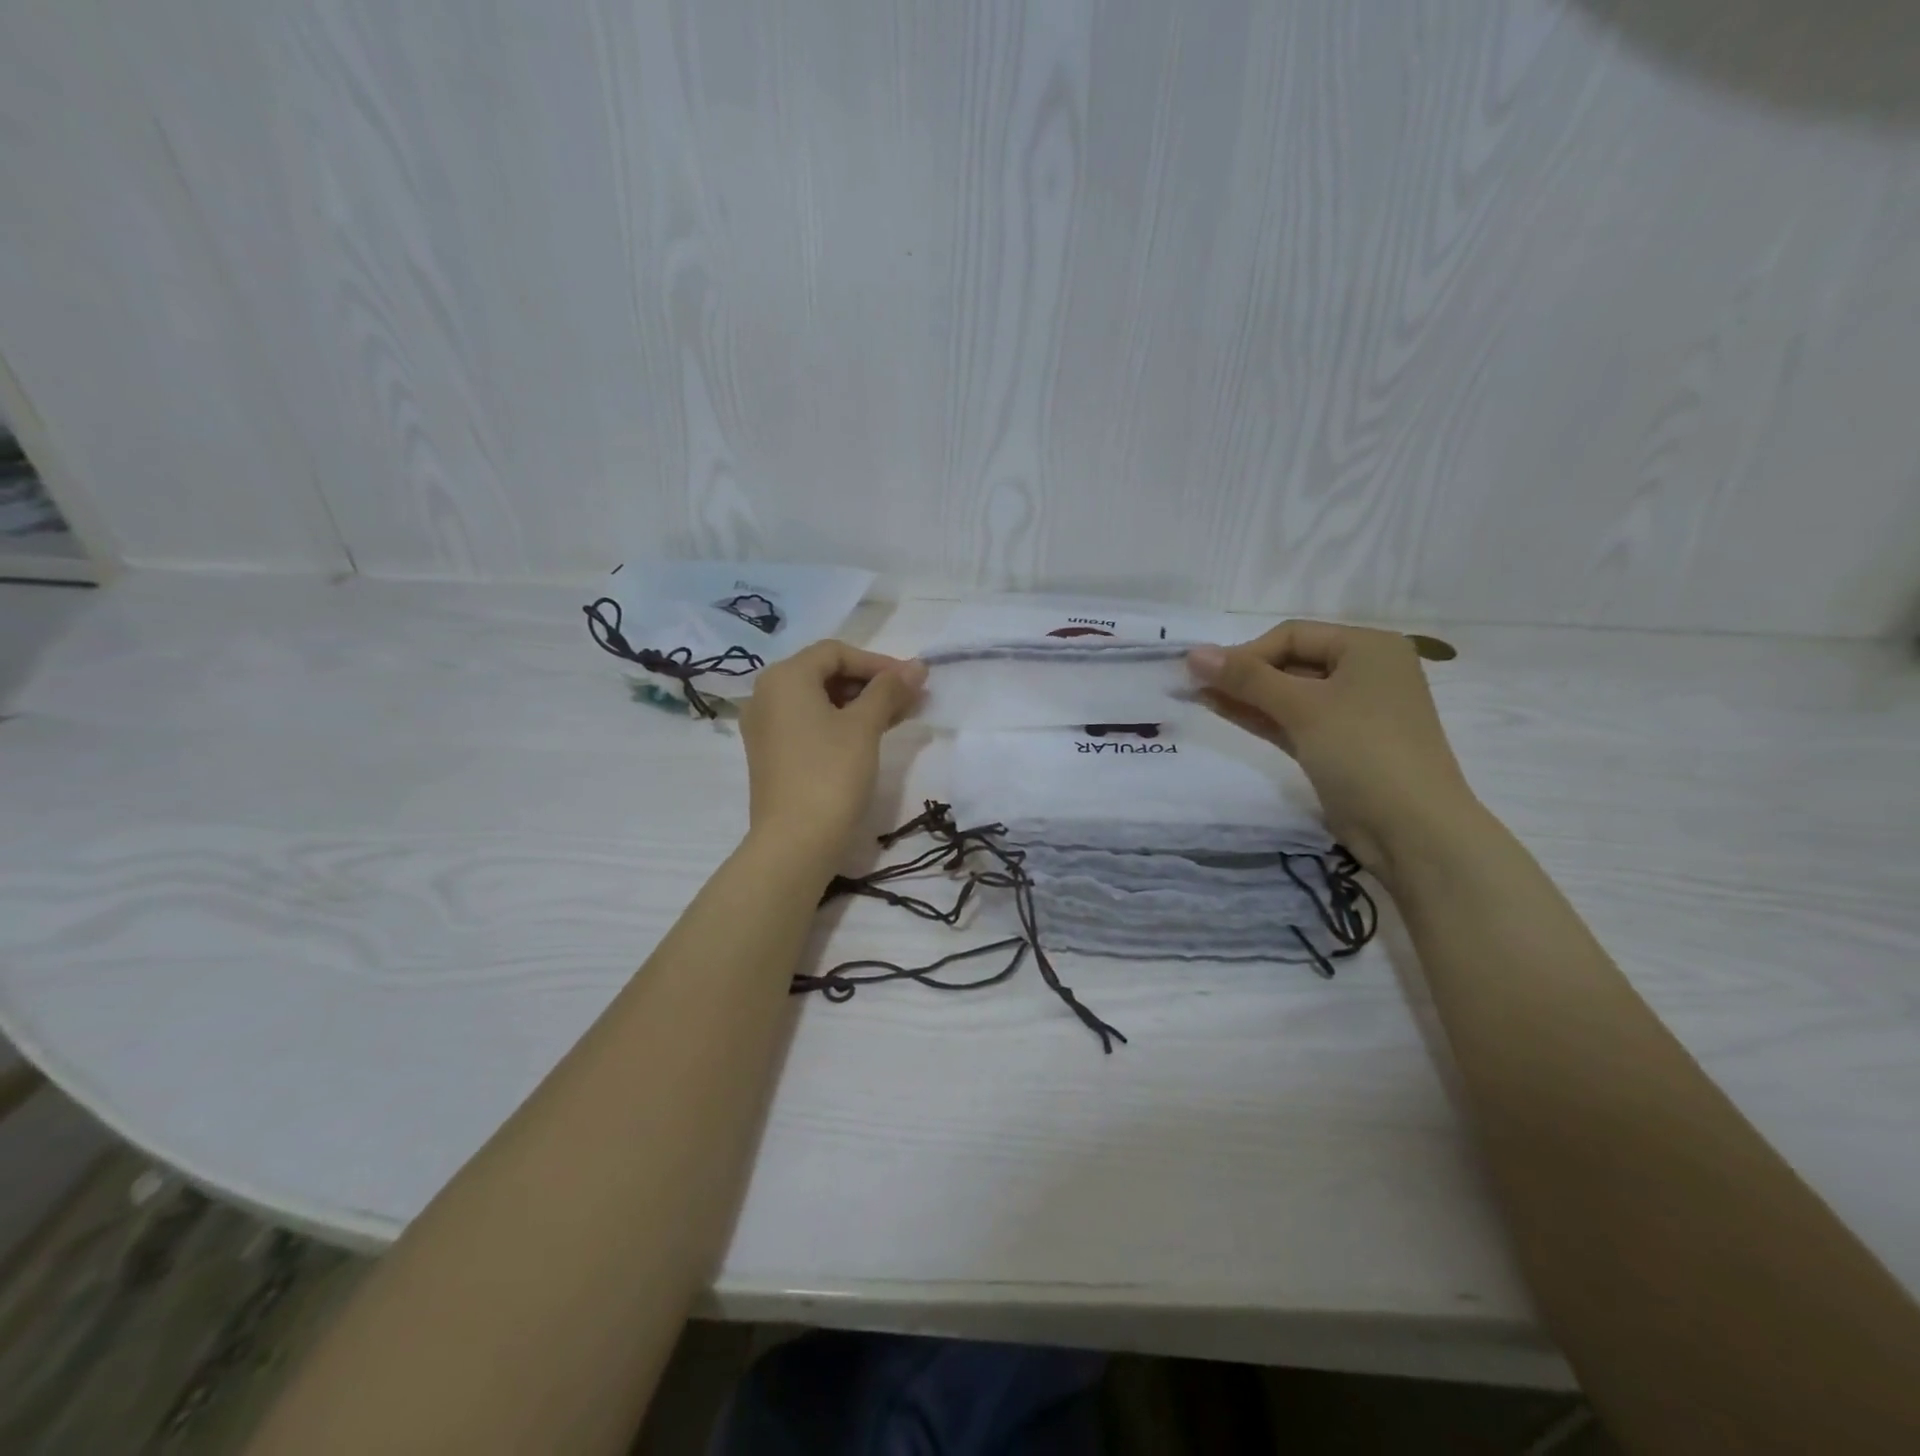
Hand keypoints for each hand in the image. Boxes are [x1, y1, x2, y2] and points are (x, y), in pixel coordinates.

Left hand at [739, 640, 926, 860]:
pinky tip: (872, 735)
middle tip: (910, 699)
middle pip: (826, 674)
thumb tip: (917, 666)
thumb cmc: (831, 773)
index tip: (911, 681)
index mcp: (784, 678)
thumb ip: (889, 690)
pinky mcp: (772, 754)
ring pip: (820, 701)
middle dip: (872, 683)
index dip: (877, 662)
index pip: (836, 653)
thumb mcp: (864, 726)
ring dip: (861, 704)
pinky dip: (841, 723)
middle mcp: (767, 694)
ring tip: (899, 716)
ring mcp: (766, 727)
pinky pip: (810, 723)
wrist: (795, 843)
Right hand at [1187, 622, 1478, 877]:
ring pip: (1289, 694)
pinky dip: (1263, 716)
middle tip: (1195, 686)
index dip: (1246, 653)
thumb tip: (1192, 653)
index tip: (1206, 676)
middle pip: (1291, 662)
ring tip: (1199, 697)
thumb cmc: (1363, 751)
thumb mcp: (1303, 708)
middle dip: (1244, 674)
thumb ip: (1246, 678)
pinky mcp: (1340, 745)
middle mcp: (1364, 672)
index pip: (1292, 636)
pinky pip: (1295, 720)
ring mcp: (1353, 711)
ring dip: (1247, 696)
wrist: (1412, 830)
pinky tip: (1225, 712)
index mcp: (1368, 647)